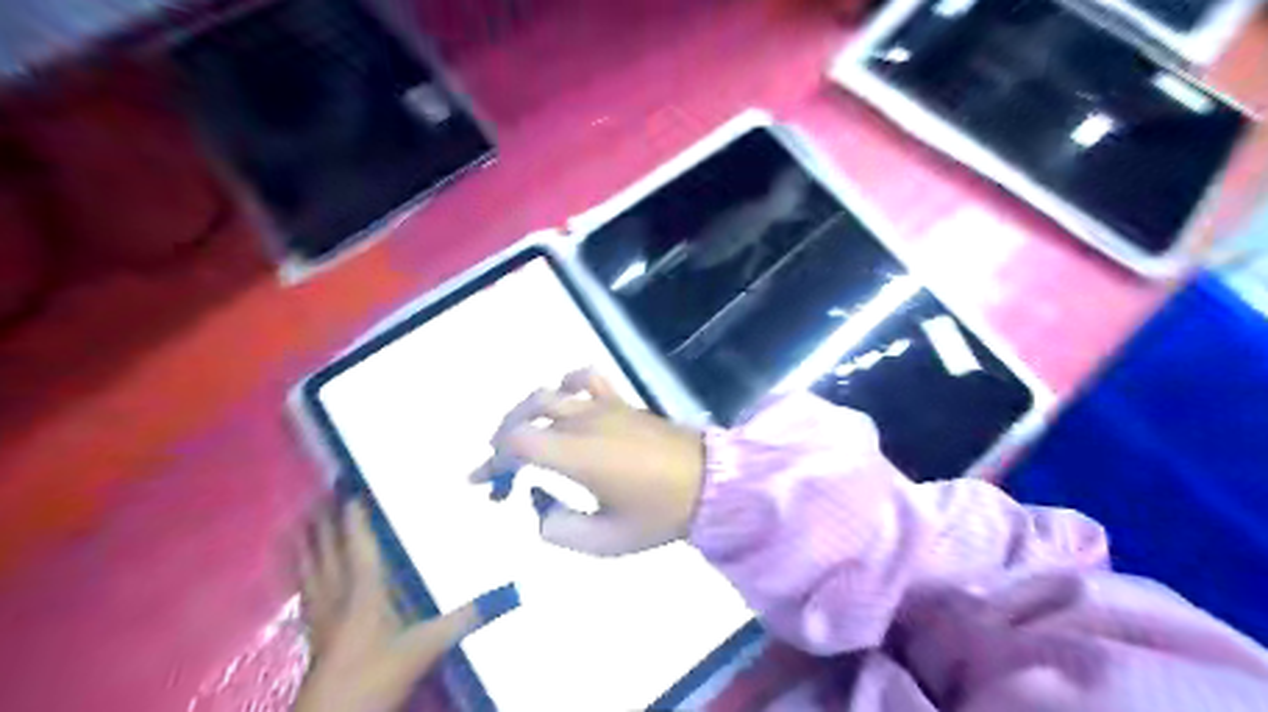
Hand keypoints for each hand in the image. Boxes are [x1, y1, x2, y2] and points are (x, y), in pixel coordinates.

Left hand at [296, 501, 516, 711]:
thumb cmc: (377, 673)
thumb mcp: (427, 644)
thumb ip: (466, 618)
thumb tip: (511, 592)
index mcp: (364, 586)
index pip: (357, 537)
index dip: (354, 510)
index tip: (354, 481)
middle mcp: (337, 589)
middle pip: (327, 545)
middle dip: (326, 517)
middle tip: (327, 488)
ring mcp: (320, 609)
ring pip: (310, 563)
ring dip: (307, 538)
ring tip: (303, 515)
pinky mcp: (312, 628)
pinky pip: (303, 587)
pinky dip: (298, 569)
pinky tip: (297, 564)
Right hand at [470, 369, 702, 558]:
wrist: (710, 484)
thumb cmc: (660, 516)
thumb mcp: (606, 541)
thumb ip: (560, 529)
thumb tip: (539, 506)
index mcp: (578, 455)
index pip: (518, 442)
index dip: (493, 461)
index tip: (485, 485)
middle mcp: (585, 422)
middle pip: (526, 414)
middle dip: (502, 440)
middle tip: (500, 472)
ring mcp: (605, 407)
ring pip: (549, 393)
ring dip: (525, 413)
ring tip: (520, 437)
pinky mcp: (622, 402)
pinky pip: (587, 378)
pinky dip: (565, 384)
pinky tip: (562, 400)